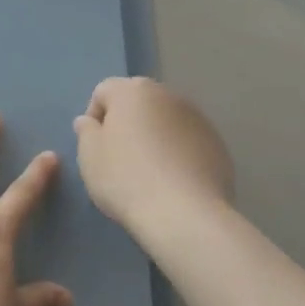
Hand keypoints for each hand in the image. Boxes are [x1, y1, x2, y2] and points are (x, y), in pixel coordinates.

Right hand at [73, 77, 234, 238]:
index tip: (95, 147)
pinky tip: (174, 182)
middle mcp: (167, 95)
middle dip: (127, 123)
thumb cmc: (126, 178)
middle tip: (120, 158)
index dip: (95, 117)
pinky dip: (179, 152)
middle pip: (138, 102)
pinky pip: (188, 141)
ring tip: (150, 172)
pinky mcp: (218, 144)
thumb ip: (86, 131)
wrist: (184, 214)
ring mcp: (198, 118)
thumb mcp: (89, 156)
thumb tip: (89, 121)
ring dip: (155, 136)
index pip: (104, 91)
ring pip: (166, 120)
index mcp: (133, 91)